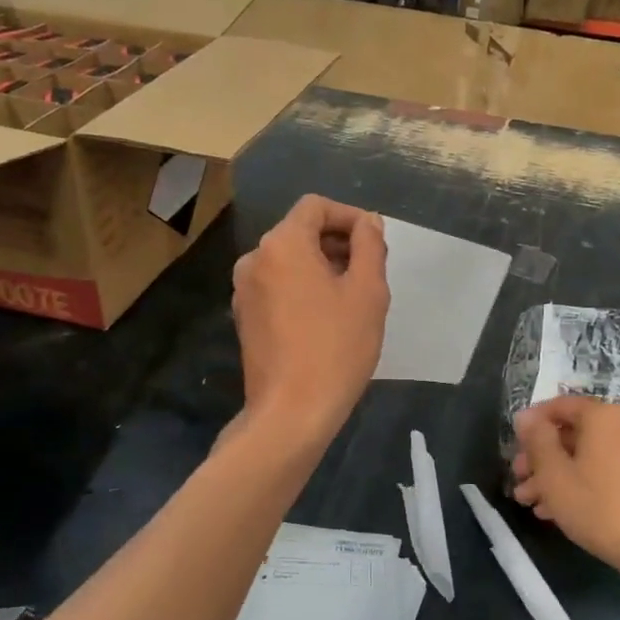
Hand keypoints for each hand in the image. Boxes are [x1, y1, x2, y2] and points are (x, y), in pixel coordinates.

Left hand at [232, 195, 388, 440]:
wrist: (291, 412)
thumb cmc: (336, 347)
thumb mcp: (368, 292)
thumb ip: (370, 246)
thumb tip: (368, 223)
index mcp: (282, 244)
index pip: (315, 207)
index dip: (349, 216)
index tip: (375, 241)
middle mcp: (254, 259)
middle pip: (300, 232)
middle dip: (337, 242)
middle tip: (371, 271)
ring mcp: (244, 290)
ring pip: (289, 260)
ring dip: (322, 266)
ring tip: (353, 296)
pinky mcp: (245, 317)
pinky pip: (278, 285)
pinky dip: (303, 287)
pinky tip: (327, 317)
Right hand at [511, 397, 619, 577]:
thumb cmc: (601, 508)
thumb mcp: (555, 475)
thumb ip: (537, 440)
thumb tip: (526, 416)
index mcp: (603, 416)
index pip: (559, 406)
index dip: (531, 423)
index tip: (513, 446)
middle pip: (573, 433)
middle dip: (541, 457)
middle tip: (518, 480)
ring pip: (589, 455)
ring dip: (558, 474)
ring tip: (532, 502)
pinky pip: (608, 470)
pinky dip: (583, 482)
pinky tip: (561, 511)